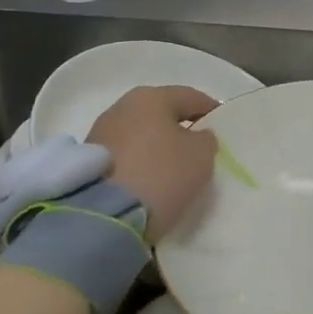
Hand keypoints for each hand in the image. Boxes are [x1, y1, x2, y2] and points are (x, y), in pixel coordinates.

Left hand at [85, 85, 218, 241]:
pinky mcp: (88, 162)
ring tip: (173, 171)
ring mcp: (101, 133)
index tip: (224, 129)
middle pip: (162, 114)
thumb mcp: (201, 156)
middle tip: (199, 151)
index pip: (191, 97)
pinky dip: (140, 164)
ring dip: (157, 148)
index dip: (212, 111)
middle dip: (181, 130)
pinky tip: (149, 182)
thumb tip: (197, 136)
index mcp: (152, 97)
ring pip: (142, 135)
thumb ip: (206, 139)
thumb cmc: (160, 175)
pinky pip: (126, 156)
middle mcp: (122, 107)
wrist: (102, 217)